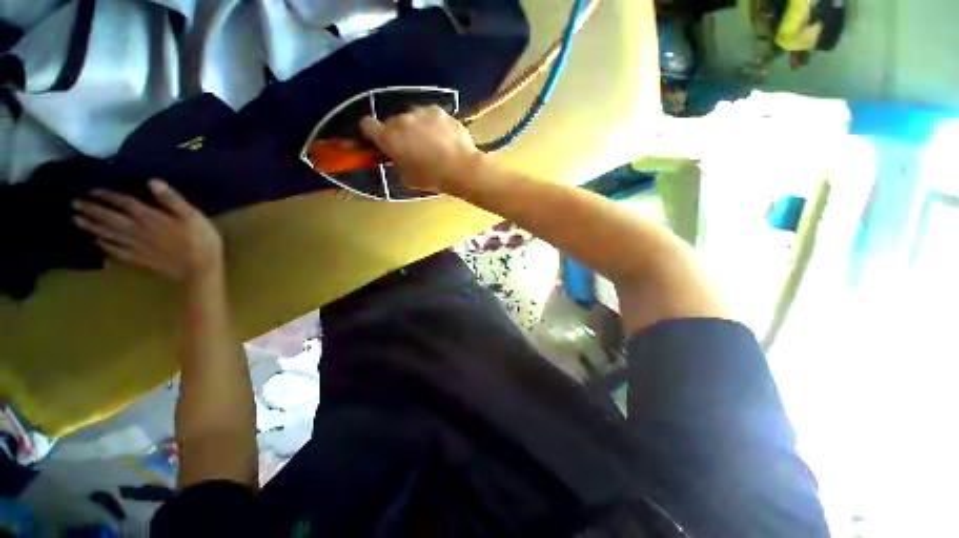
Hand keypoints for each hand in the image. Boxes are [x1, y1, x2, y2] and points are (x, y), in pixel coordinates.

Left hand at [73, 180, 223, 282]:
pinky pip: (115, 251)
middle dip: (91, 210)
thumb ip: (173, 200)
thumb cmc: (201, 239)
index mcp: (150, 218)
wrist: (201, 268)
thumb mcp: (194, 216)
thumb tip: (152, 181)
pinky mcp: (138, 258)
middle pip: (109, 218)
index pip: (124, 203)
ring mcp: (135, 246)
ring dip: (90, 227)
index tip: (91, 189)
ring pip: (107, 234)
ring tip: (76, 220)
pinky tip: (95, 243)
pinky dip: (103, 246)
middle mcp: (137, 230)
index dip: (107, 195)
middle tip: (74, 203)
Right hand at [360, 106, 484, 193]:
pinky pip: (429, 116)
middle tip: (411, 149)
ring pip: (412, 118)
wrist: (461, 168)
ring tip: (431, 144)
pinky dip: (433, 125)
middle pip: (392, 122)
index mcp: (388, 137)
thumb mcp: (407, 178)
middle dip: (398, 134)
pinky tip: (444, 138)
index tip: (380, 143)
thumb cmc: (432, 178)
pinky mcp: (439, 111)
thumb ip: (396, 164)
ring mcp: (421, 112)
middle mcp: (401, 119)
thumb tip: (396, 158)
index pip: (366, 125)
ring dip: (416, 128)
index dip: (371, 134)